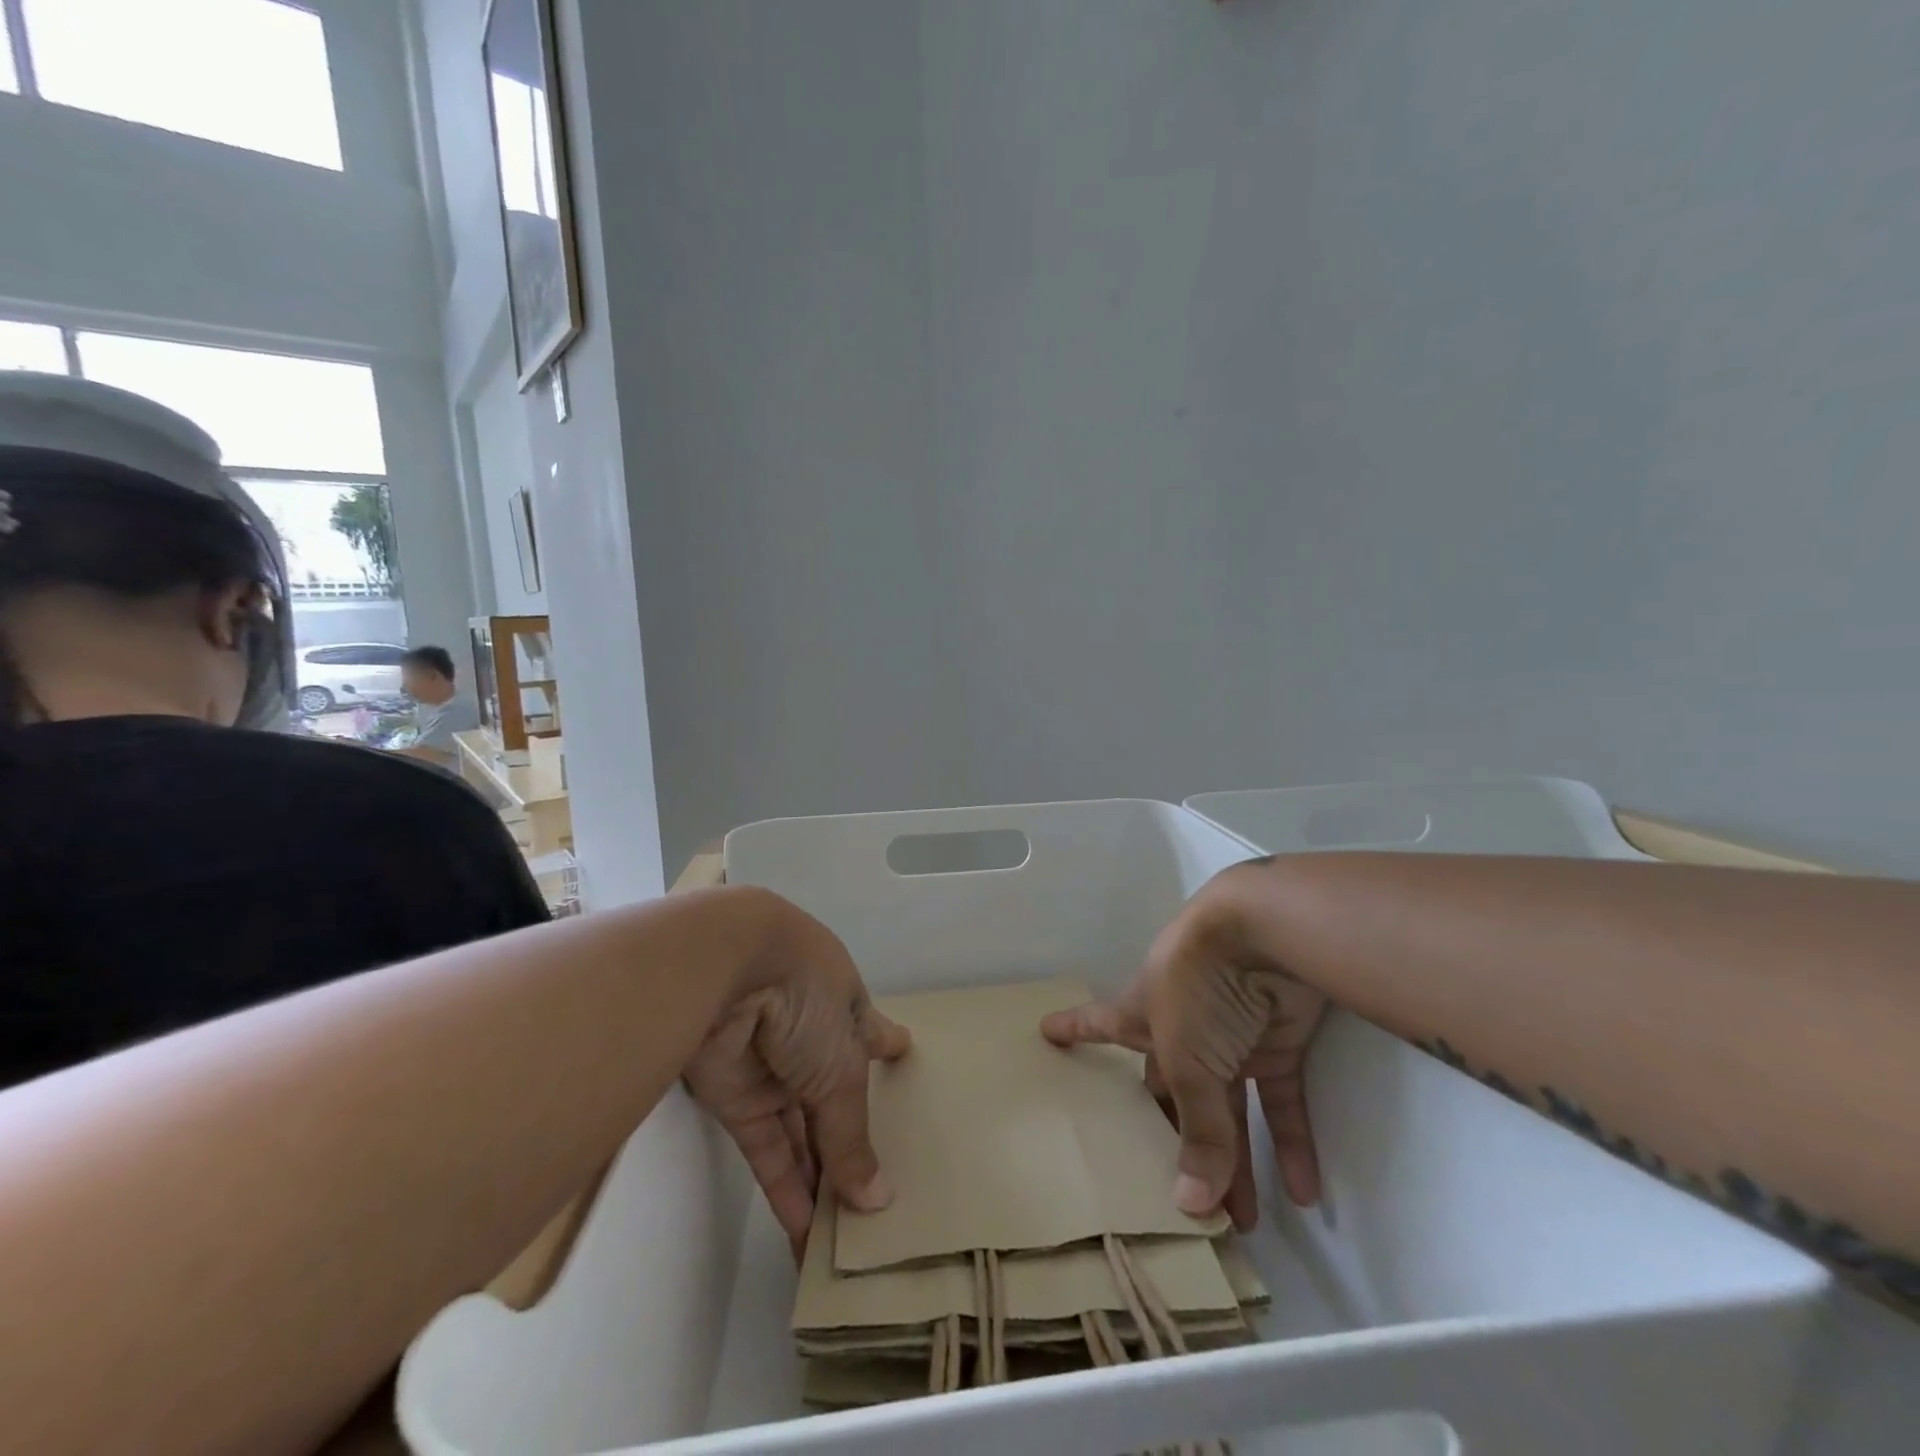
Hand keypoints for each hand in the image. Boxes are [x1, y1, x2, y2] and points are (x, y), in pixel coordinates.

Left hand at [682, 898, 910, 1250]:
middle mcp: (811, 1037)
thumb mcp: (843, 1066)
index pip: (872, 1033)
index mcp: (845, 1008)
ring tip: (843, 1238)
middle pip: (835, 1097)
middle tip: (878, 1193)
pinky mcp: (734, 1099)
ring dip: (819, 1181)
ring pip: (800, 1131)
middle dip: (852, 1142)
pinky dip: (785, 1189)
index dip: (887, 1046)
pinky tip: (804, 1236)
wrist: (724, 971)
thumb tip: (876, 1200)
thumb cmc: (805, 998)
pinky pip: (767, 1150)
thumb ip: (852, 1136)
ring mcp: (772, 1069)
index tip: (904, 1052)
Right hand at [1041, 872, 1327, 1228]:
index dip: (1074, 1030)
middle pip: (1173, 1090)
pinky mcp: (1279, 1040)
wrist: (1265, 934)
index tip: (1045, 1032)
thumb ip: (1197, 1131)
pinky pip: (1282, 1099)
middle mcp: (1181, 1025)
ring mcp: (1231, 1034)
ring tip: (1241, 1222)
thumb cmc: (1199, 987)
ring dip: (1237, 1160)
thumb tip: (1192, 1206)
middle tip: (1174, 1197)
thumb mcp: (1187, 1060)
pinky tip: (1302, 1192)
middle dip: (1174, 1141)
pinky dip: (1291, 1142)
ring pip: (1230, 1106)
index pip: (1099, 1024)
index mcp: (1142, 1013)